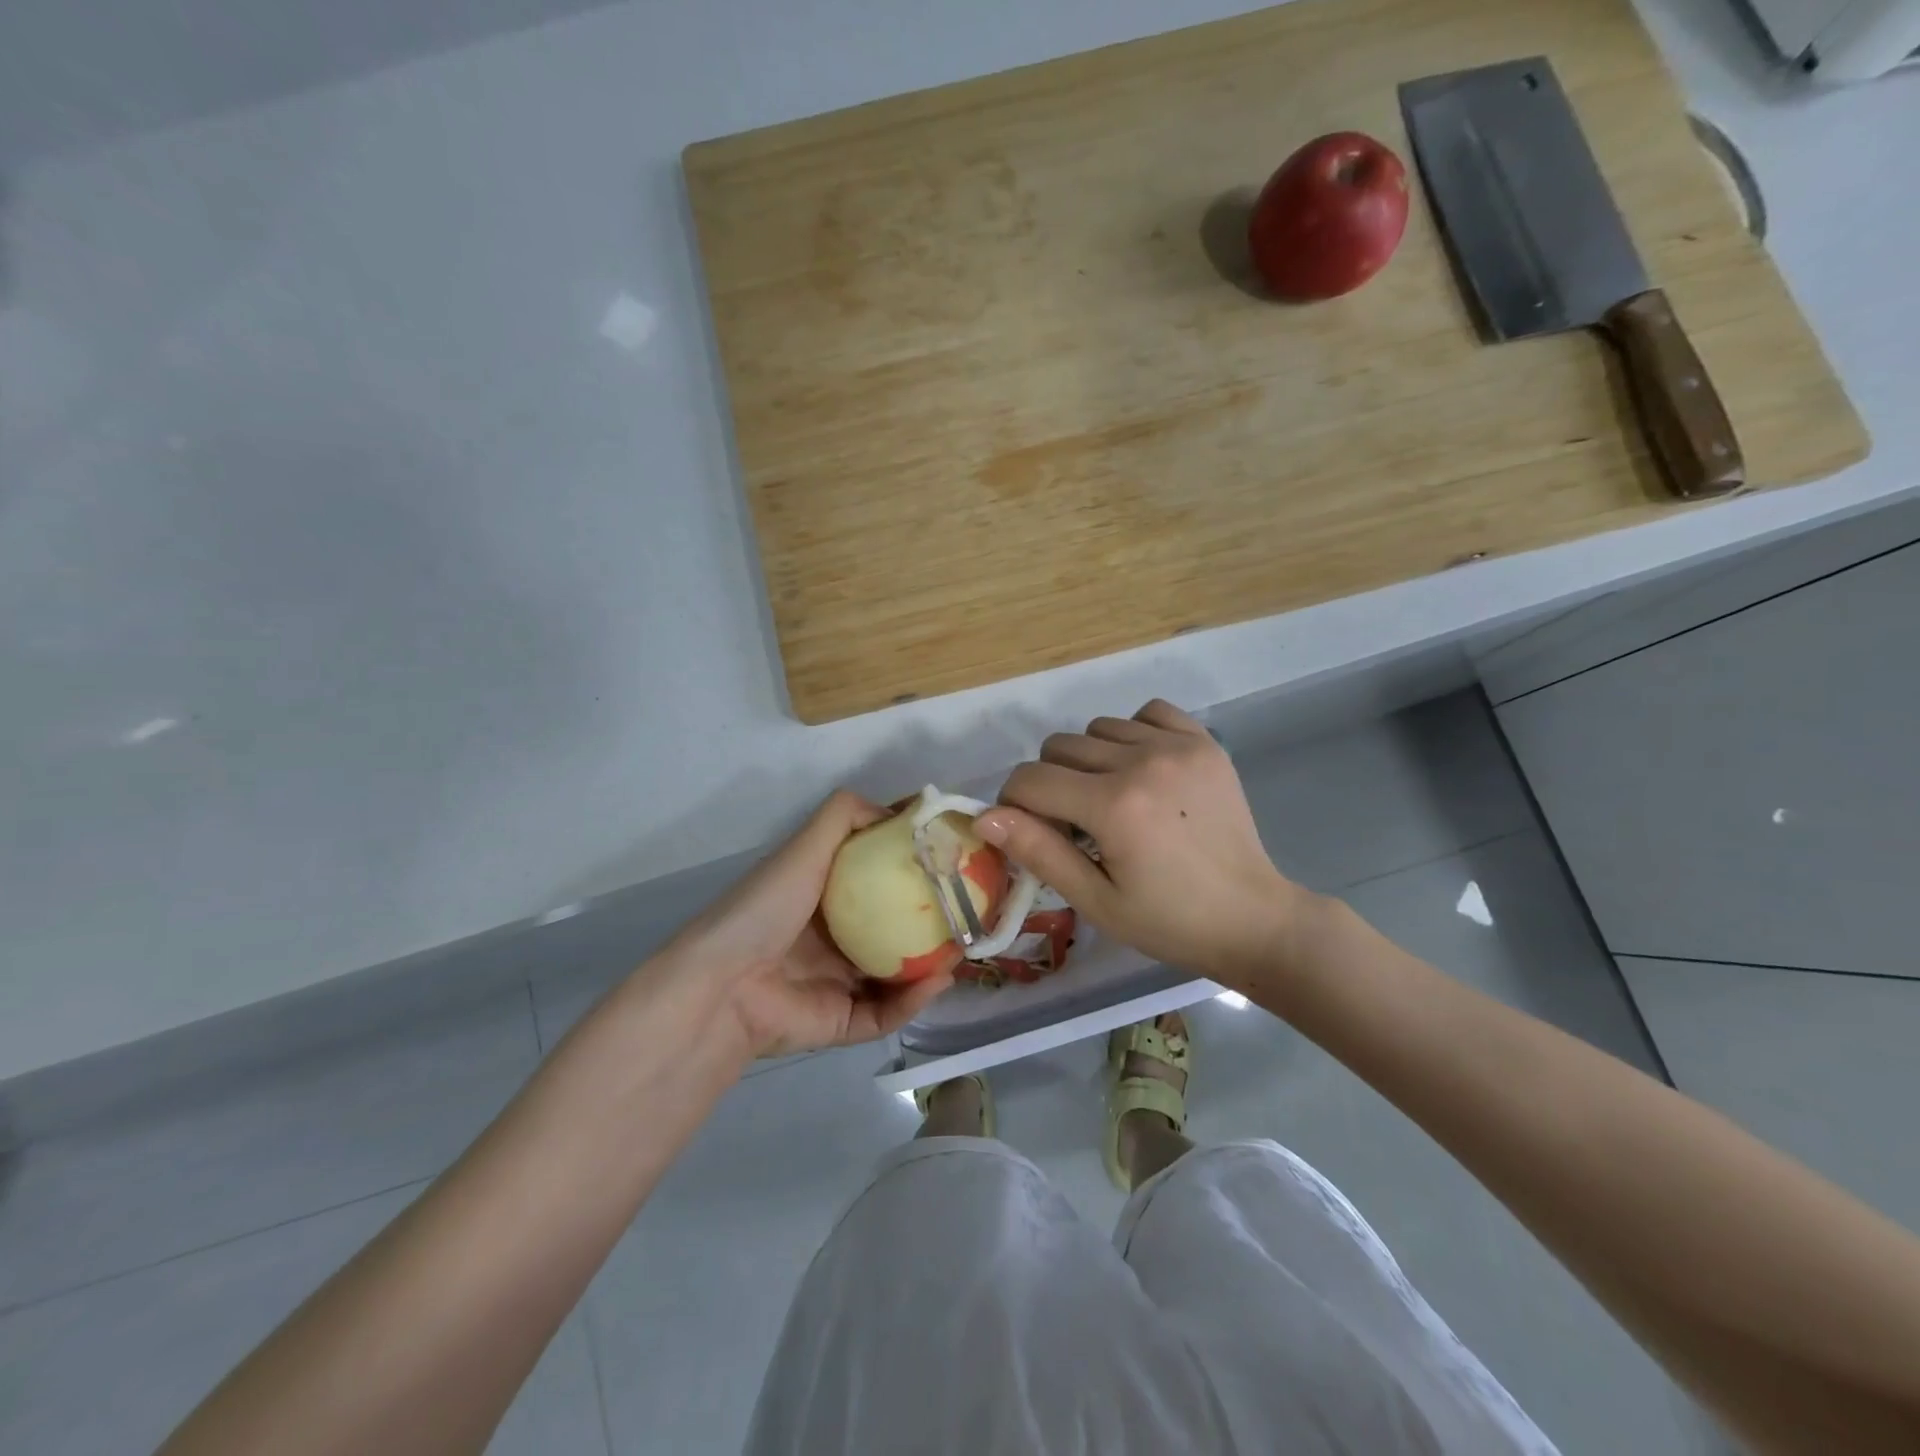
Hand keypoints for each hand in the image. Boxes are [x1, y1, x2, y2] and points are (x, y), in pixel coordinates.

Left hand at [662, 791, 953, 1061]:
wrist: (723, 985)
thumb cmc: (766, 908)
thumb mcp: (805, 848)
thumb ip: (844, 817)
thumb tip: (898, 810)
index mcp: (825, 896)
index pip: (879, 879)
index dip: (913, 869)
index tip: (951, 858)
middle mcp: (835, 937)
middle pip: (894, 928)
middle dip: (931, 922)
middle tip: (971, 910)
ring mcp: (838, 982)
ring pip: (898, 974)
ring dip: (932, 964)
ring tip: (967, 948)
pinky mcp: (841, 1022)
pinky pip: (886, 1012)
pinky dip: (912, 1000)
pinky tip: (937, 981)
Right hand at [974, 700, 1311, 984]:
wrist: (1252, 918)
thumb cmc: (1169, 921)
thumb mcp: (1096, 900)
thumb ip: (1039, 851)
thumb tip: (984, 816)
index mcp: (1113, 806)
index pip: (1030, 779)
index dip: (1014, 804)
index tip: (1031, 831)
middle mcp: (1142, 762)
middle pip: (1059, 747)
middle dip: (1049, 784)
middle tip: (1074, 824)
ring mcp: (1177, 746)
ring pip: (1097, 728)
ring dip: (1089, 760)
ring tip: (1111, 799)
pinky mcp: (1203, 742)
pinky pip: (1147, 713)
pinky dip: (1132, 734)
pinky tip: (1143, 770)